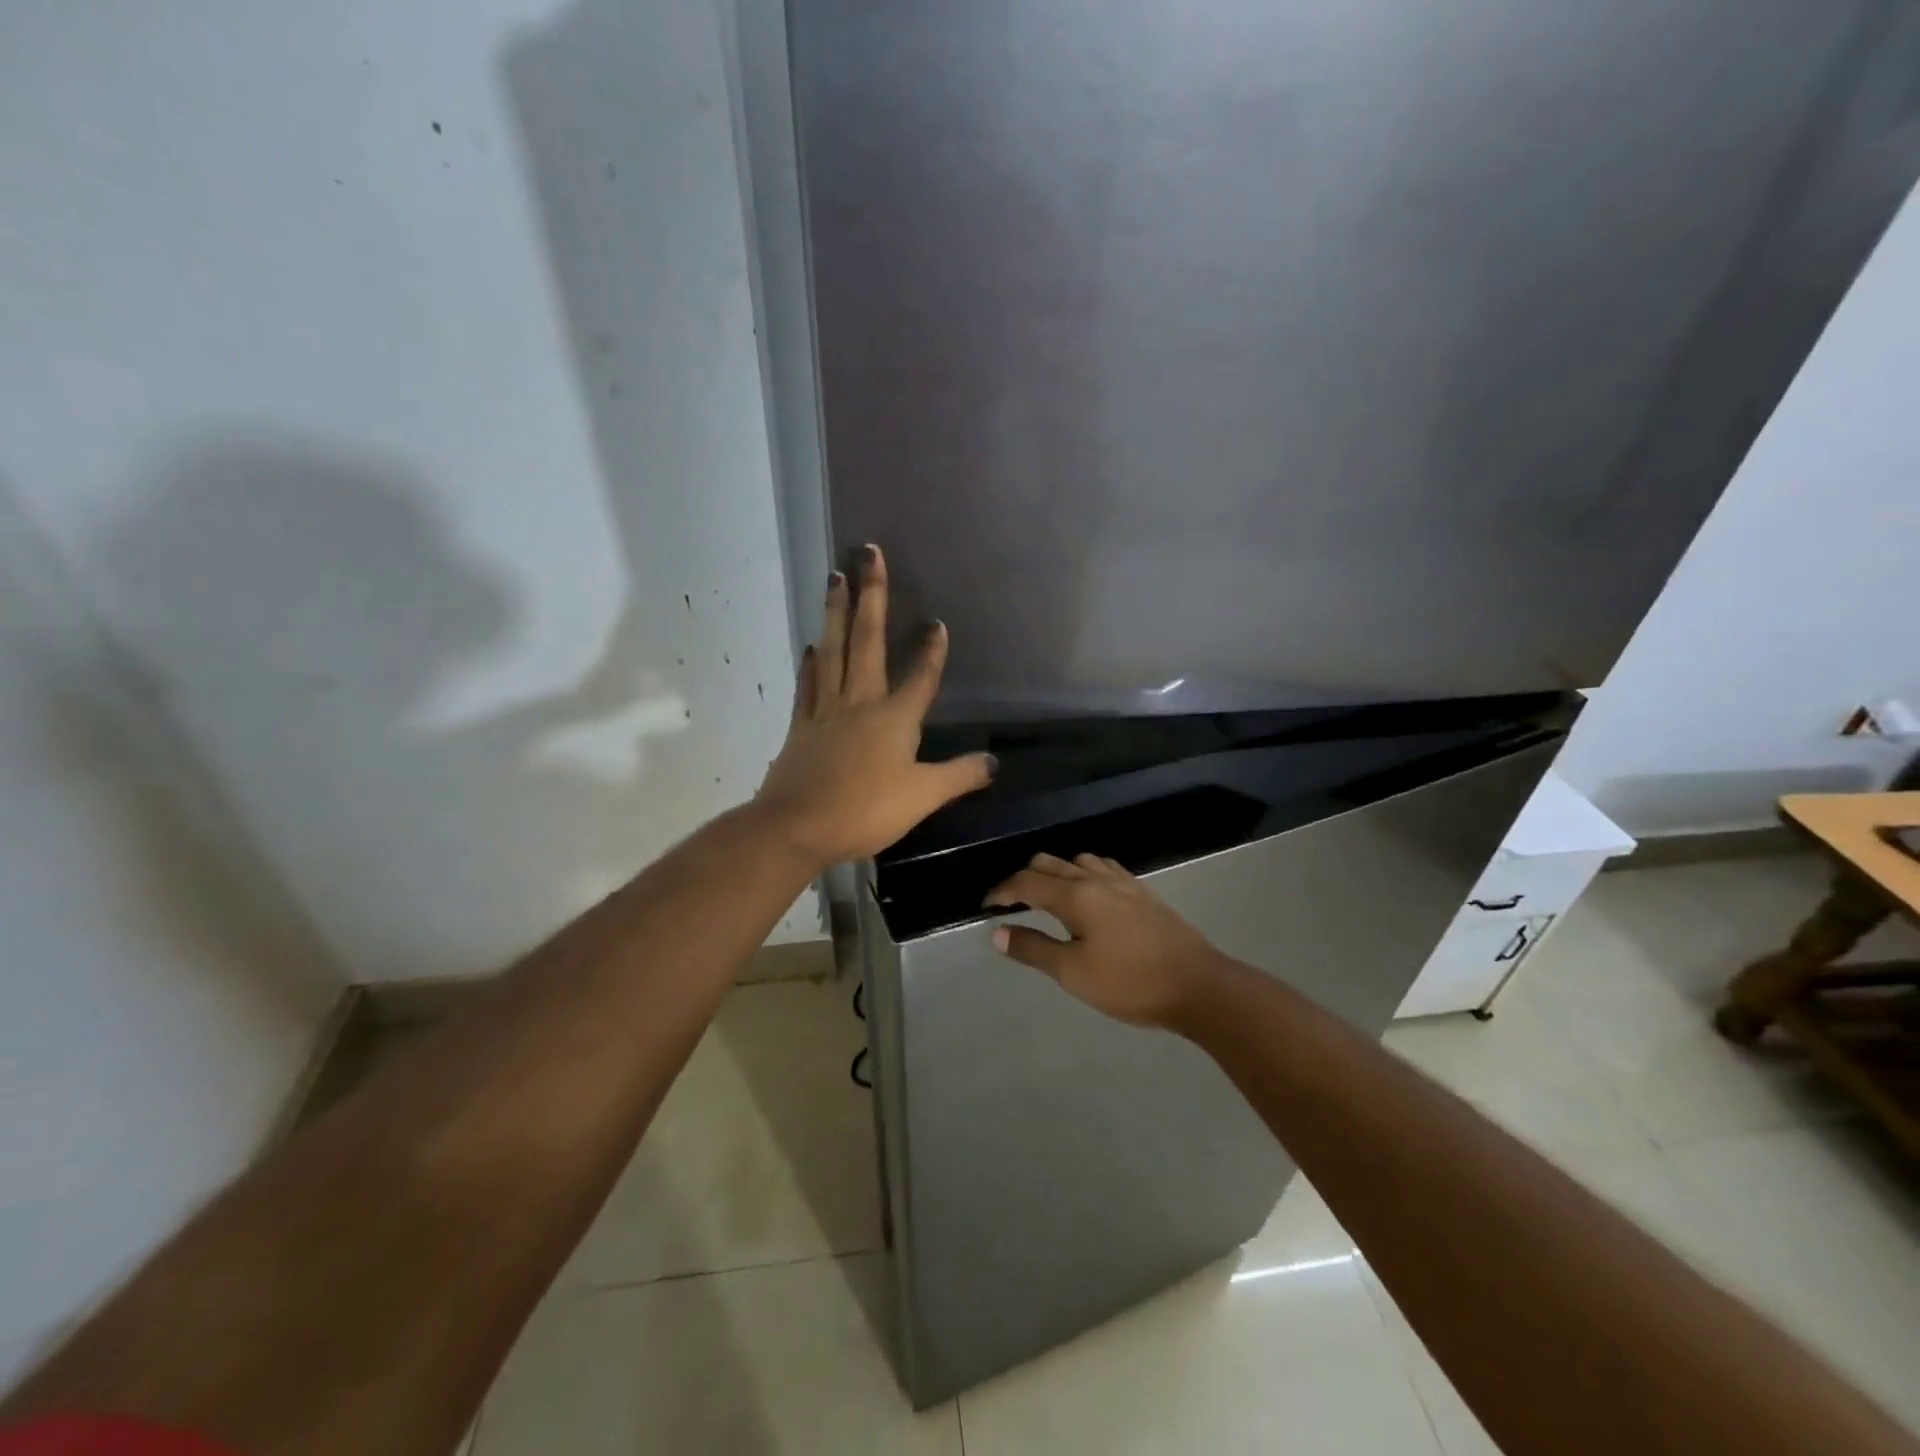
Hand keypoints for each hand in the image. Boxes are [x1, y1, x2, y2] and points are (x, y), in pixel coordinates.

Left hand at [754, 545, 994, 867]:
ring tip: (834, 577)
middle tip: (867, 553)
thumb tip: (994, 763)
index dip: (931, 649)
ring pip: (833, 650)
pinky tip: (812, 645)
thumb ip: (959, 776)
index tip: (936, 621)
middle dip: (871, 595)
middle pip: (867, 640)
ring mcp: (826, 710)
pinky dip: (811, 662)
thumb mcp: (922, 797)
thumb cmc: (865, 811)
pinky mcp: (802, 726)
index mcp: (894, 717)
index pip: (920, 675)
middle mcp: (860, 702)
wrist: (797, 826)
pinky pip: (808, 684)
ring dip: (836, 612)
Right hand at [984, 853, 1229, 1028]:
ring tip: (1047, 898)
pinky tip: (1088, 894)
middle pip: (1048, 863)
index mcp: (1076, 895)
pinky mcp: (1142, 891)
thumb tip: (997, 932)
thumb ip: (1033, 949)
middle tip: (1011, 904)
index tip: (986, 905)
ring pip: (1077, 860)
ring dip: (1054, 872)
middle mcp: (1096, 877)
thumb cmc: (1130, 983)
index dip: (1001, 891)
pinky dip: (1081, 872)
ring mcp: (1123, 882)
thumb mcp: (1073, 973)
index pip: (1026, 882)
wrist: (1198, 985)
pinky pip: (1102, 866)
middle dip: (1024, 878)